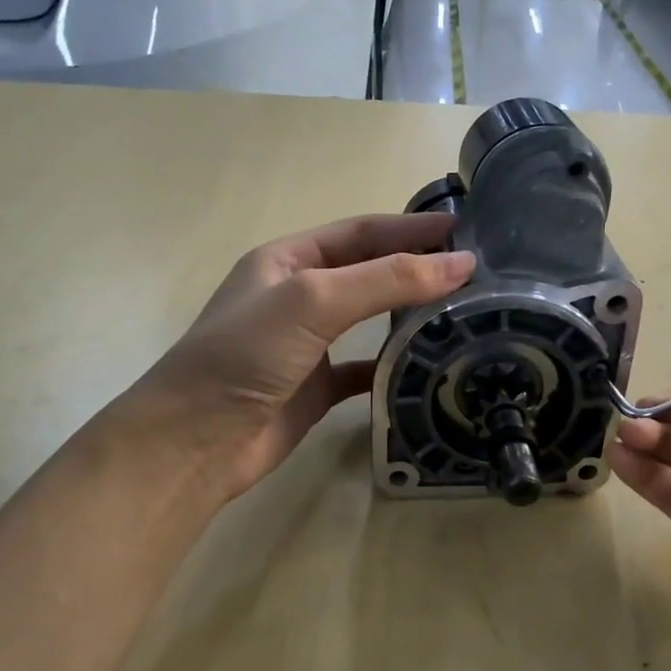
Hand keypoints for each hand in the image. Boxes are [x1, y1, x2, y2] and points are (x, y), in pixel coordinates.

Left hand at [120, 213, 474, 505]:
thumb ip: (386, 280)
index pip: (360, 233)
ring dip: (409, 316)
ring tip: (463, 314)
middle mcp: (297, 297)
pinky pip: (363, 369)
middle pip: (368, 273)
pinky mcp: (315, 389)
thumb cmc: (246, 355)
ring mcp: (306, 345)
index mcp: (287, 260)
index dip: (410, 228)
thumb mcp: (313, 300)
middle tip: (474, 274)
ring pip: (368, 321)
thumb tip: (460, 263)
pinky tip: (426, 367)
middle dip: (416, 269)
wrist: (195, 442)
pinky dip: (392, 366)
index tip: (464, 230)